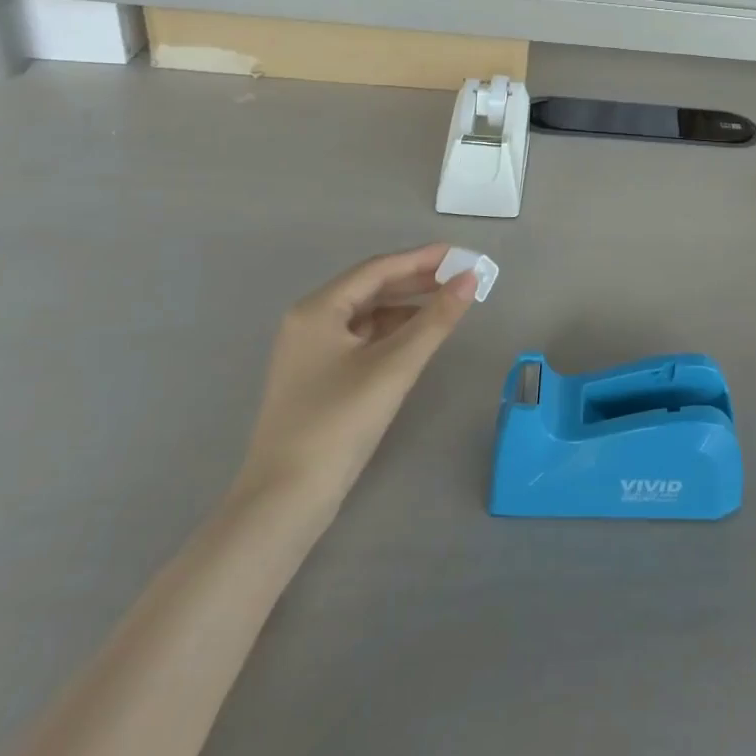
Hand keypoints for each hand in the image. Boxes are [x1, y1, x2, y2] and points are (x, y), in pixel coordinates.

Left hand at [232, 244, 476, 524]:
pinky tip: (417, 338)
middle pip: (371, 287)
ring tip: (447, 305)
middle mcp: (309, 321)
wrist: (284, 500)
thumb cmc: (338, 423)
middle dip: (417, 281)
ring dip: (407, 306)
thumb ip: (435, 319)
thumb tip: (470, 278)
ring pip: (367, 314)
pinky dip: (392, 331)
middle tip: (461, 278)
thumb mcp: (394, 366)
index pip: (378, 269)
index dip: (423, 258)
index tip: (462, 255)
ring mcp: (310, 351)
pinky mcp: (317, 377)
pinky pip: (361, 338)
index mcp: (317, 309)